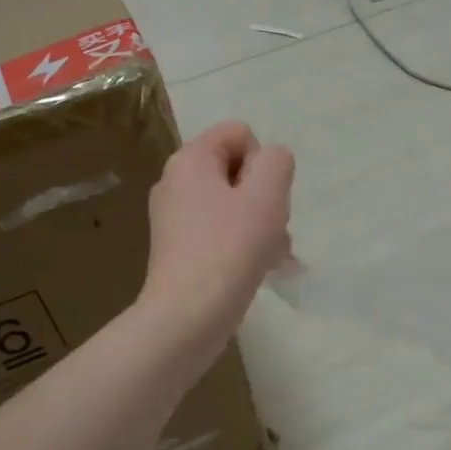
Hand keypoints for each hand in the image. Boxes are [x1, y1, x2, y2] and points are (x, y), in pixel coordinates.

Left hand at [140, 121, 294, 358]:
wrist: (188, 316)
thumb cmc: (230, 249)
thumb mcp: (267, 194)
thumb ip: (276, 162)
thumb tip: (270, 162)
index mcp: (190, 160)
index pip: (239, 133)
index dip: (262, 162)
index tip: (264, 198)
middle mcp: (175, 183)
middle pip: (238, 171)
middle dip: (265, 198)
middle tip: (273, 230)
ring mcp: (174, 219)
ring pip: (234, 206)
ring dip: (262, 226)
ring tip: (273, 257)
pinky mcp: (179, 250)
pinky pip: (221, 233)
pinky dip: (244, 246)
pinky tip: (261, 271)